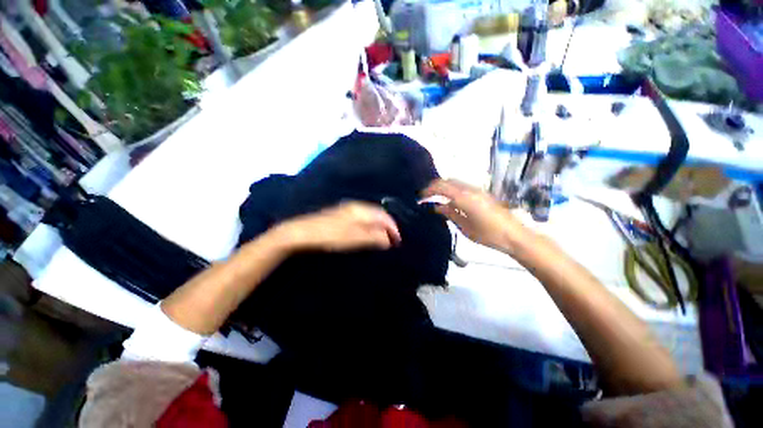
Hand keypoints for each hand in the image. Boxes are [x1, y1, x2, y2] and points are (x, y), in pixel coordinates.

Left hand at [275, 202, 401, 251]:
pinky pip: (361, 218)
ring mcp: (347, 209)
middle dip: (386, 226)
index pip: (383, 216)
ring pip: (369, 215)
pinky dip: (369, 225)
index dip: (392, 228)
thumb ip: (374, 237)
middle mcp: (356, 206)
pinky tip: (367, 232)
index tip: (397, 240)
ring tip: (382, 237)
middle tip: (391, 239)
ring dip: (377, 226)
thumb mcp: (354, 238)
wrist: (302, 232)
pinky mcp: (340, 214)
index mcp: (361, 210)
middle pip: (377, 214)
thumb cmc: (331, 235)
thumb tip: (389, 239)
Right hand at [422, 179, 528, 253]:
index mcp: (465, 198)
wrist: (515, 235)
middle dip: (434, 186)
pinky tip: (450, 200)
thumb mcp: (465, 227)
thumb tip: (437, 206)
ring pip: (455, 182)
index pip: (441, 187)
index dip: (429, 190)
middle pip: (448, 181)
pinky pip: (463, 186)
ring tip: (435, 197)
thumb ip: (450, 214)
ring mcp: (478, 190)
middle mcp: (470, 189)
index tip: (420, 197)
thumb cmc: (489, 235)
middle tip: (425, 196)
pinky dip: (452, 189)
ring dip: (443, 187)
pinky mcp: (482, 193)